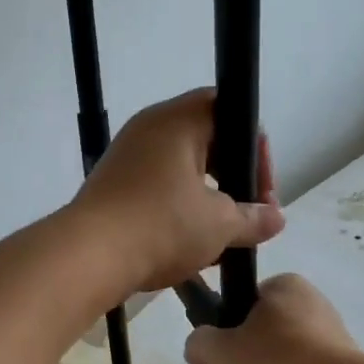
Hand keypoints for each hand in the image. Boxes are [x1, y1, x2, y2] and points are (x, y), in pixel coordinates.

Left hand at [72, 89, 283, 295]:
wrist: (88, 256)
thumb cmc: (161, 225)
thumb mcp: (219, 225)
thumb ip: (254, 218)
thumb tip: (276, 218)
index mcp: (177, 121)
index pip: (227, 107)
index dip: (253, 144)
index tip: (261, 186)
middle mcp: (149, 128)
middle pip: (206, 137)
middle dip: (234, 174)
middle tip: (248, 211)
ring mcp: (127, 155)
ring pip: (182, 165)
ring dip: (208, 195)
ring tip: (222, 233)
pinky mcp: (113, 183)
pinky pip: (158, 184)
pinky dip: (180, 205)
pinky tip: (190, 240)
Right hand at [184, 274, 358, 363]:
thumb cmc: (271, 358)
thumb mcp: (218, 347)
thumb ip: (200, 343)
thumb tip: (197, 349)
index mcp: (286, 291)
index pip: (250, 299)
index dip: (227, 324)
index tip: (214, 348)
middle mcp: (310, 315)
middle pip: (263, 342)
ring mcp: (326, 354)